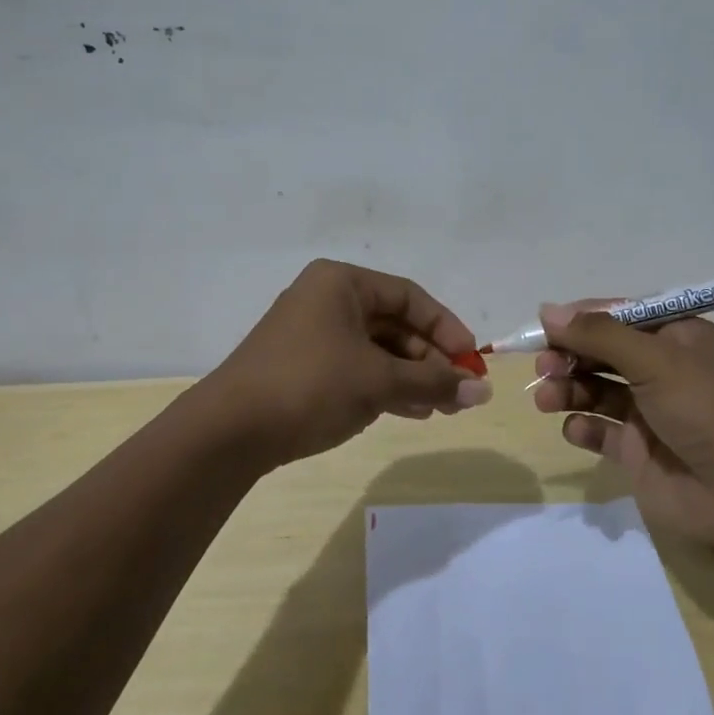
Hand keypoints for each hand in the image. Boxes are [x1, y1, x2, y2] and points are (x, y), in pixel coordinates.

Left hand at [205, 259, 491, 467]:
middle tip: (459, 393)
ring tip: (440, 408)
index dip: (445, 327)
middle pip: (393, 324)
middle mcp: (326, 299)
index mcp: (342, 283)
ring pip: (376, 349)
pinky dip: (383, 387)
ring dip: (411, 377)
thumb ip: (434, 381)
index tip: (470, 360)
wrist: (229, 431)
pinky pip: (355, 368)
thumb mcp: (378, 381)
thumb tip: (484, 391)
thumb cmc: (311, 385)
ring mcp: (311, 334)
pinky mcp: (302, 366)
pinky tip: (409, 411)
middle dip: (429, 360)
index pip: (409, 297)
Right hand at [531, 300, 713, 560]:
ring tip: (546, 399)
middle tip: (544, 367)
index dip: (580, 318)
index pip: (619, 315)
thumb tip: (547, 310)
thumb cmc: (706, 409)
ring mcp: (650, 413)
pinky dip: (583, 428)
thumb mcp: (655, 359)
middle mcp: (663, 370)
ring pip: (596, 390)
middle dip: (570, 356)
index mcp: (676, 337)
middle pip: (603, 353)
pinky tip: (577, 429)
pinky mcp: (639, 452)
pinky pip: (601, 432)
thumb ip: (598, 335)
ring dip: (568, 389)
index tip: (543, 326)